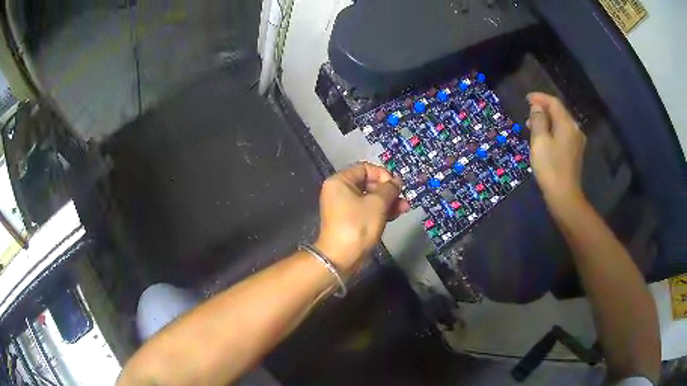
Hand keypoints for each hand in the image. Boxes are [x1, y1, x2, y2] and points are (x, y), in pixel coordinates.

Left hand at [315, 162, 409, 272]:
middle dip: (388, 190)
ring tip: (405, 207)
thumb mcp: (377, 204)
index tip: (396, 185)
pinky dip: (381, 211)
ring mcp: (345, 207)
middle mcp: (340, 191)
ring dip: (388, 201)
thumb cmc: (358, 225)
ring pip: (370, 198)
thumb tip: (397, 181)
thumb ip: (389, 189)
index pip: (365, 168)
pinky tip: (397, 214)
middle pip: (368, 183)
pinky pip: (367, 210)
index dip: (383, 174)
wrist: (341, 257)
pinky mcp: (351, 220)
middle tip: (403, 197)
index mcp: (340, 181)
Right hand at [527, 92, 586, 207]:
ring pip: (561, 124)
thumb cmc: (550, 167)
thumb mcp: (539, 140)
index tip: (527, 98)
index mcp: (567, 124)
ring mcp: (577, 142)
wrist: (564, 196)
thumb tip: (537, 107)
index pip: (553, 102)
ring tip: (533, 128)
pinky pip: (563, 135)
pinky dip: (553, 132)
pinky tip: (545, 140)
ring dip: (547, 122)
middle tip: (528, 115)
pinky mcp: (575, 153)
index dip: (540, 98)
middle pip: (559, 112)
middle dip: (543, 110)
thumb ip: (538, 120)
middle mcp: (575, 129)